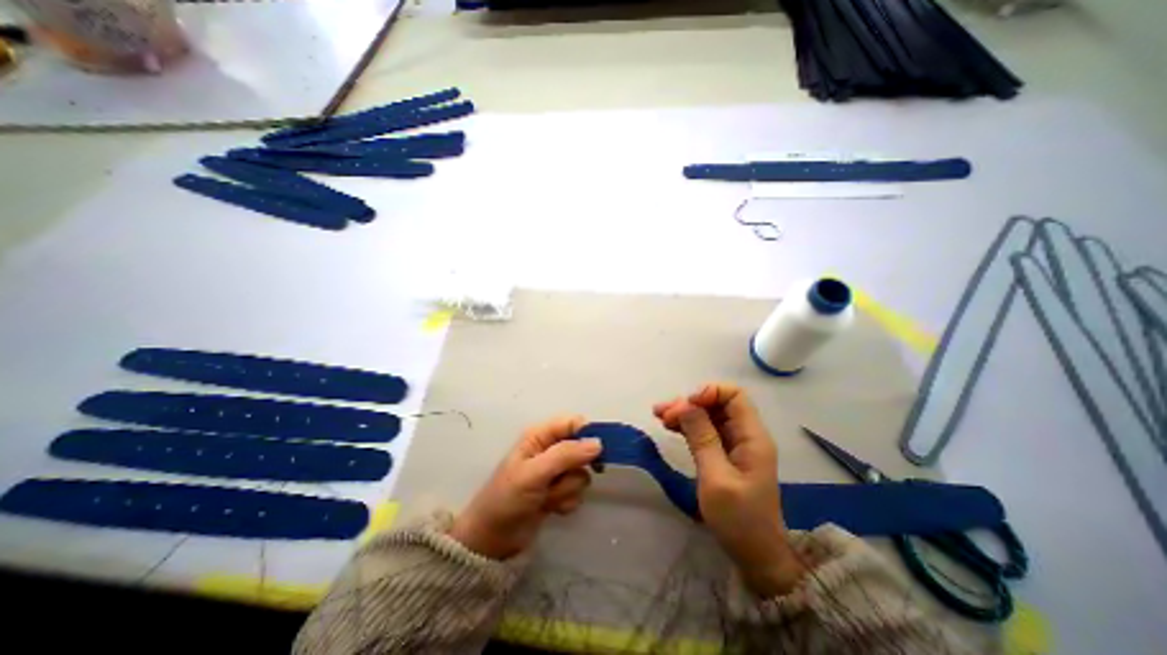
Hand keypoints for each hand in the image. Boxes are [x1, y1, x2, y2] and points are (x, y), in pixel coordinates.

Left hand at [447, 418, 600, 559]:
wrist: (493, 540)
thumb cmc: (508, 498)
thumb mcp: (534, 473)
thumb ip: (565, 455)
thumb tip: (598, 443)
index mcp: (540, 436)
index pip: (572, 423)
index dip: (587, 434)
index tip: (598, 451)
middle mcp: (550, 449)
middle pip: (581, 448)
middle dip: (574, 468)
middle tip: (562, 478)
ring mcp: (555, 471)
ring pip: (581, 472)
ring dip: (567, 488)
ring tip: (547, 497)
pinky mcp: (559, 490)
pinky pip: (578, 490)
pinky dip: (567, 500)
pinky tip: (551, 508)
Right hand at [652, 382, 807, 596]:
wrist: (756, 556)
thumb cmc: (739, 519)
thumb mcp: (716, 478)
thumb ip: (702, 438)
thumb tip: (685, 404)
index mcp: (752, 437)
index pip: (735, 396)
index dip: (709, 393)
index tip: (685, 405)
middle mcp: (746, 435)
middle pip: (719, 404)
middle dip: (690, 403)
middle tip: (663, 413)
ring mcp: (736, 445)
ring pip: (710, 416)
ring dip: (685, 413)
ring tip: (660, 416)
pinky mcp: (726, 455)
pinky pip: (706, 431)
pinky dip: (688, 426)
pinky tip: (670, 427)